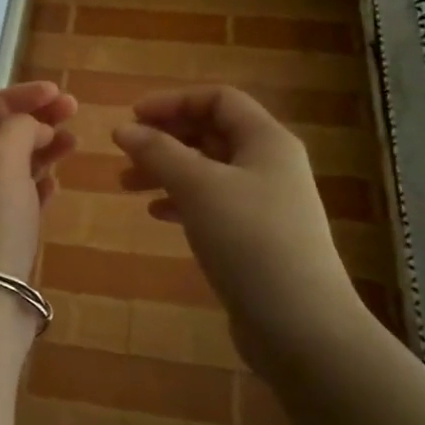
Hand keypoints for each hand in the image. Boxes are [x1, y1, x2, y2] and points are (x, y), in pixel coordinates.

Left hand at [0, 81, 77, 281]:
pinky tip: (56, 184)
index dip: (19, 96)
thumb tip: (32, 128)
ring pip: (11, 166)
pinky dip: (37, 184)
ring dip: (41, 150)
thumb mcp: (2, 160)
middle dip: (35, 120)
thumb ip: (19, 129)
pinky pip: (18, 198)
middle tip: (74, 113)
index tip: (57, 93)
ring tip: (74, 144)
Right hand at [112, 86, 360, 356]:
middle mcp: (269, 164)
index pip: (218, 100)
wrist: (300, 325)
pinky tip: (156, 214)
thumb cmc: (249, 241)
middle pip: (211, 133)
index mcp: (266, 140)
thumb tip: (124, 129)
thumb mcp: (198, 187)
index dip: (173, 102)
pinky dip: (181, 201)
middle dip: (165, 138)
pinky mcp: (255, 237)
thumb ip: (158, 153)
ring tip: (126, 185)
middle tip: (124, 153)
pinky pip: (212, 203)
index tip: (132, 118)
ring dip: (166, 170)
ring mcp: (264, 203)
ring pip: (207, 170)